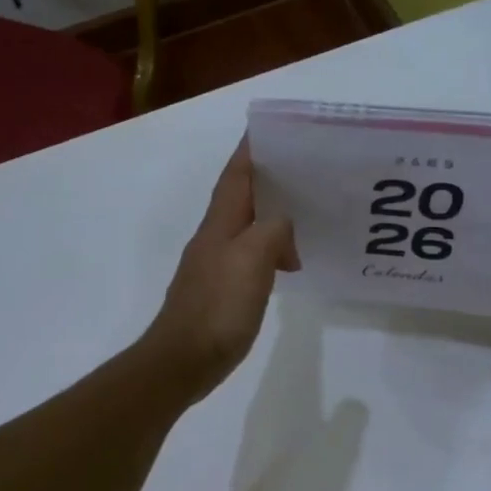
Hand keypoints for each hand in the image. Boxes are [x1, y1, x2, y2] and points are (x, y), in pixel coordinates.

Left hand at [142, 139, 298, 402]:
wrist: (183, 360)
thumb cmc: (217, 308)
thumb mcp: (251, 260)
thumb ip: (272, 231)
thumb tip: (283, 227)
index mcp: (220, 224)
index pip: (237, 174)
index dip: (252, 149)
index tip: (276, 130)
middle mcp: (214, 237)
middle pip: (242, 196)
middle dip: (269, 178)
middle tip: (307, 170)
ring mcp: (215, 264)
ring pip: (248, 226)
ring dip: (273, 216)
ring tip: (307, 214)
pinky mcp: (221, 290)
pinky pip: (251, 255)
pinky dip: (271, 250)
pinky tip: (289, 262)